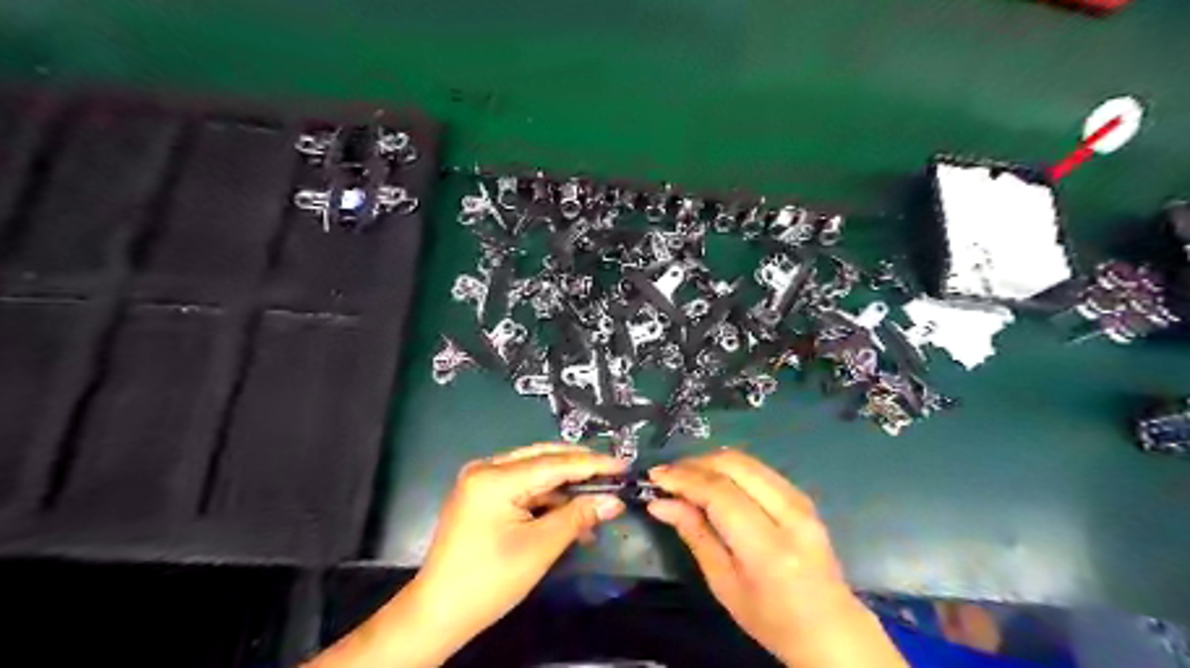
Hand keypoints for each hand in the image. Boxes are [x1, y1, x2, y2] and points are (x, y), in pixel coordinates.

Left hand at [308, 444, 631, 667]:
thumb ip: (578, 516)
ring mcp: (481, 480)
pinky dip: (547, 498)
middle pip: (543, 459)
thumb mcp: (540, 548)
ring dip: (565, 487)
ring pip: (534, 472)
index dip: (592, 464)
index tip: (623, 465)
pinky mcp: (482, 495)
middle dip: (579, 468)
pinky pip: (522, 486)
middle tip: (613, 475)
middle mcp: (486, 468)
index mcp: (495, 477)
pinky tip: (569, 512)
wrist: (438, 613)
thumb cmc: (489, 580)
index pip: (554, 463)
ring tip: (596, 501)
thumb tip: (614, 501)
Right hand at [648, 449, 907, 667]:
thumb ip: (695, 535)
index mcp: (769, 548)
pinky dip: (729, 468)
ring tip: (684, 476)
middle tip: (667, 476)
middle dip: (694, 464)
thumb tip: (660, 503)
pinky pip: (758, 468)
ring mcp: (801, 500)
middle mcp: (789, 514)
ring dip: (710, 462)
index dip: (684, 479)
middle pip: (734, 465)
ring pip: (746, 460)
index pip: (720, 493)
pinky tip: (711, 480)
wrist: (832, 629)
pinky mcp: (802, 496)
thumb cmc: (772, 619)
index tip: (655, 477)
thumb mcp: (724, 585)